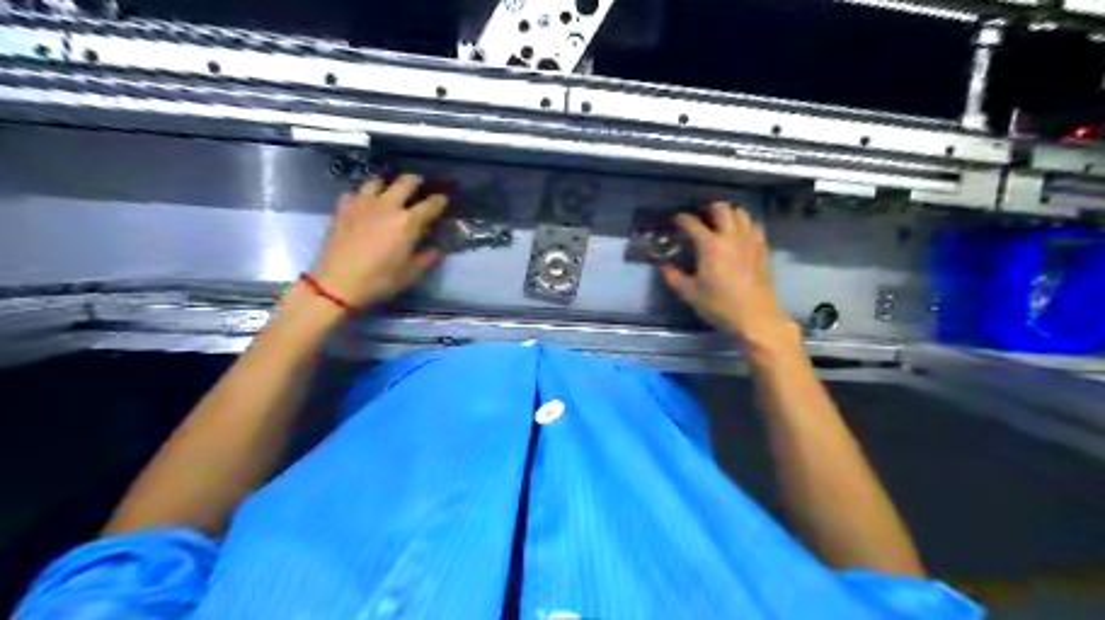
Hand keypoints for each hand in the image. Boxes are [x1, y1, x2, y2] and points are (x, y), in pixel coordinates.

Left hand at [309, 172, 444, 310]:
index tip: (443, 200)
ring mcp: (362, 204)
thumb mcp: (412, 273)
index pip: (431, 204)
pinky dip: (362, 196)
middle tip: (419, 186)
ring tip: (389, 192)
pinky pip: (355, 193)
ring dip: (387, 184)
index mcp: (408, 222)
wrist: (337, 284)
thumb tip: (438, 246)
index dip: (440, 201)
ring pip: (378, 181)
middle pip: (406, 182)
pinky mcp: (342, 209)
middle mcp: (387, 206)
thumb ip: (429, 256)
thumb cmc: (380, 280)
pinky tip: (363, 205)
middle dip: (416, 181)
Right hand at [658, 201, 799, 348]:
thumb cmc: (720, 305)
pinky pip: (754, 225)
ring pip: (741, 213)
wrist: (755, 317)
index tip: (676, 220)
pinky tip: (739, 233)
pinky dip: (745, 223)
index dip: (681, 219)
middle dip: (709, 207)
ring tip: (721, 221)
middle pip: (722, 208)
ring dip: (729, 212)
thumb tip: (663, 266)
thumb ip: (674, 277)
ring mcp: (750, 240)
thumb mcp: (691, 294)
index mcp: (710, 245)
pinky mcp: (762, 248)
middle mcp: (731, 236)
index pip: (692, 223)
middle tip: (701, 215)